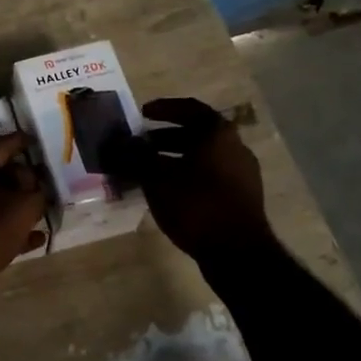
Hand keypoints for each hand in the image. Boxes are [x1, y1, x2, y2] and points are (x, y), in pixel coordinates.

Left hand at [0, 132, 47, 322]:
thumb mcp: (22, 207)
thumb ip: (36, 192)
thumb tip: (36, 183)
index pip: (1, 143)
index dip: (22, 141)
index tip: (38, 141)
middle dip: (22, 176)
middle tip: (44, 180)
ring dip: (17, 205)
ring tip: (43, 210)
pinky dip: (9, 229)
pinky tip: (33, 240)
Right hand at [107, 98, 272, 262]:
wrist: (238, 252)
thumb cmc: (197, 205)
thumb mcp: (157, 179)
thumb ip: (136, 157)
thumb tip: (118, 144)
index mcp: (218, 133)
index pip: (189, 108)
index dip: (164, 108)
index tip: (142, 113)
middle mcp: (235, 147)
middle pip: (196, 134)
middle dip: (164, 137)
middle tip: (140, 144)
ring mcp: (242, 174)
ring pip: (202, 157)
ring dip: (174, 158)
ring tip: (148, 170)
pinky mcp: (241, 197)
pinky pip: (209, 176)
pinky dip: (186, 175)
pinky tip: (167, 192)